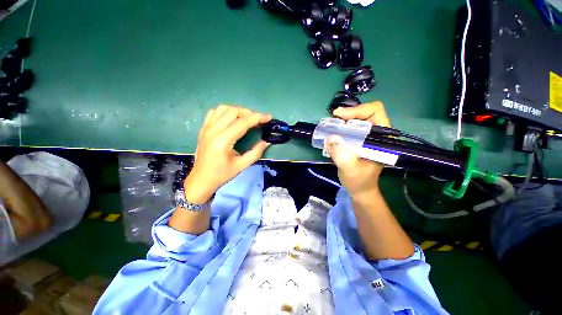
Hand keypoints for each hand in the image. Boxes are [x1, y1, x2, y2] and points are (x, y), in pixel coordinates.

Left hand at [184, 105, 271, 203]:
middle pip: (233, 111)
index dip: (258, 118)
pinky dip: (226, 112)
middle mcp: (213, 130)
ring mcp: (206, 128)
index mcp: (223, 141)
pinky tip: (232, 119)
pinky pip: (215, 112)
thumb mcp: (242, 165)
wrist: (201, 179)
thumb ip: (256, 152)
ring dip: (238, 111)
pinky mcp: (203, 128)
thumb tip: (267, 141)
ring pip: (224, 108)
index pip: (243, 122)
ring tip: (247, 118)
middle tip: (259, 120)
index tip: (269, 117)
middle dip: (249, 113)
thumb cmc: (222, 174)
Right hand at [326, 102, 390, 195]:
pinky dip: (341, 127)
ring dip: (343, 120)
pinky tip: (333, 132)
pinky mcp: (359, 141)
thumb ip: (342, 155)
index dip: (358, 110)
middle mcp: (377, 134)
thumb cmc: (359, 181)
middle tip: (333, 118)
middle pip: (365, 113)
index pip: (375, 112)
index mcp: (382, 139)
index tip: (340, 116)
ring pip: (357, 119)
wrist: (359, 189)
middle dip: (348, 113)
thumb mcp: (350, 170)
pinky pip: (350, 128)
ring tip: (331, 125)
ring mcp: (368, 137)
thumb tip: (331, 138)